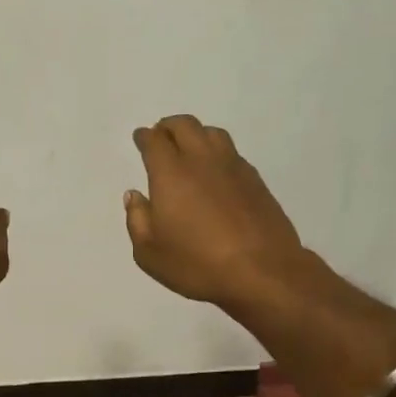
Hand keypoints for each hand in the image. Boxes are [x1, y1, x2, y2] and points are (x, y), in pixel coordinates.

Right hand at [124, 114, 325, 316]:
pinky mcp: (255, 180)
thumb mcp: (149, 252)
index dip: (145, 137)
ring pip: (212, 133)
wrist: (261, 271)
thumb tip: (134, 195)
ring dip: (195, 133)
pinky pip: (231, 152)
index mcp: (171, 174)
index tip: (140, 137)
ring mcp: (233, 167)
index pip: (155, 142)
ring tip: (188, 147)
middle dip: (168, 126)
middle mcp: (202, 160)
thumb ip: (137, 219)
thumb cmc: (196, 264)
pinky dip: (216, 151)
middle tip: (161, 135)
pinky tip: (214, 170)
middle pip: (185, 126)